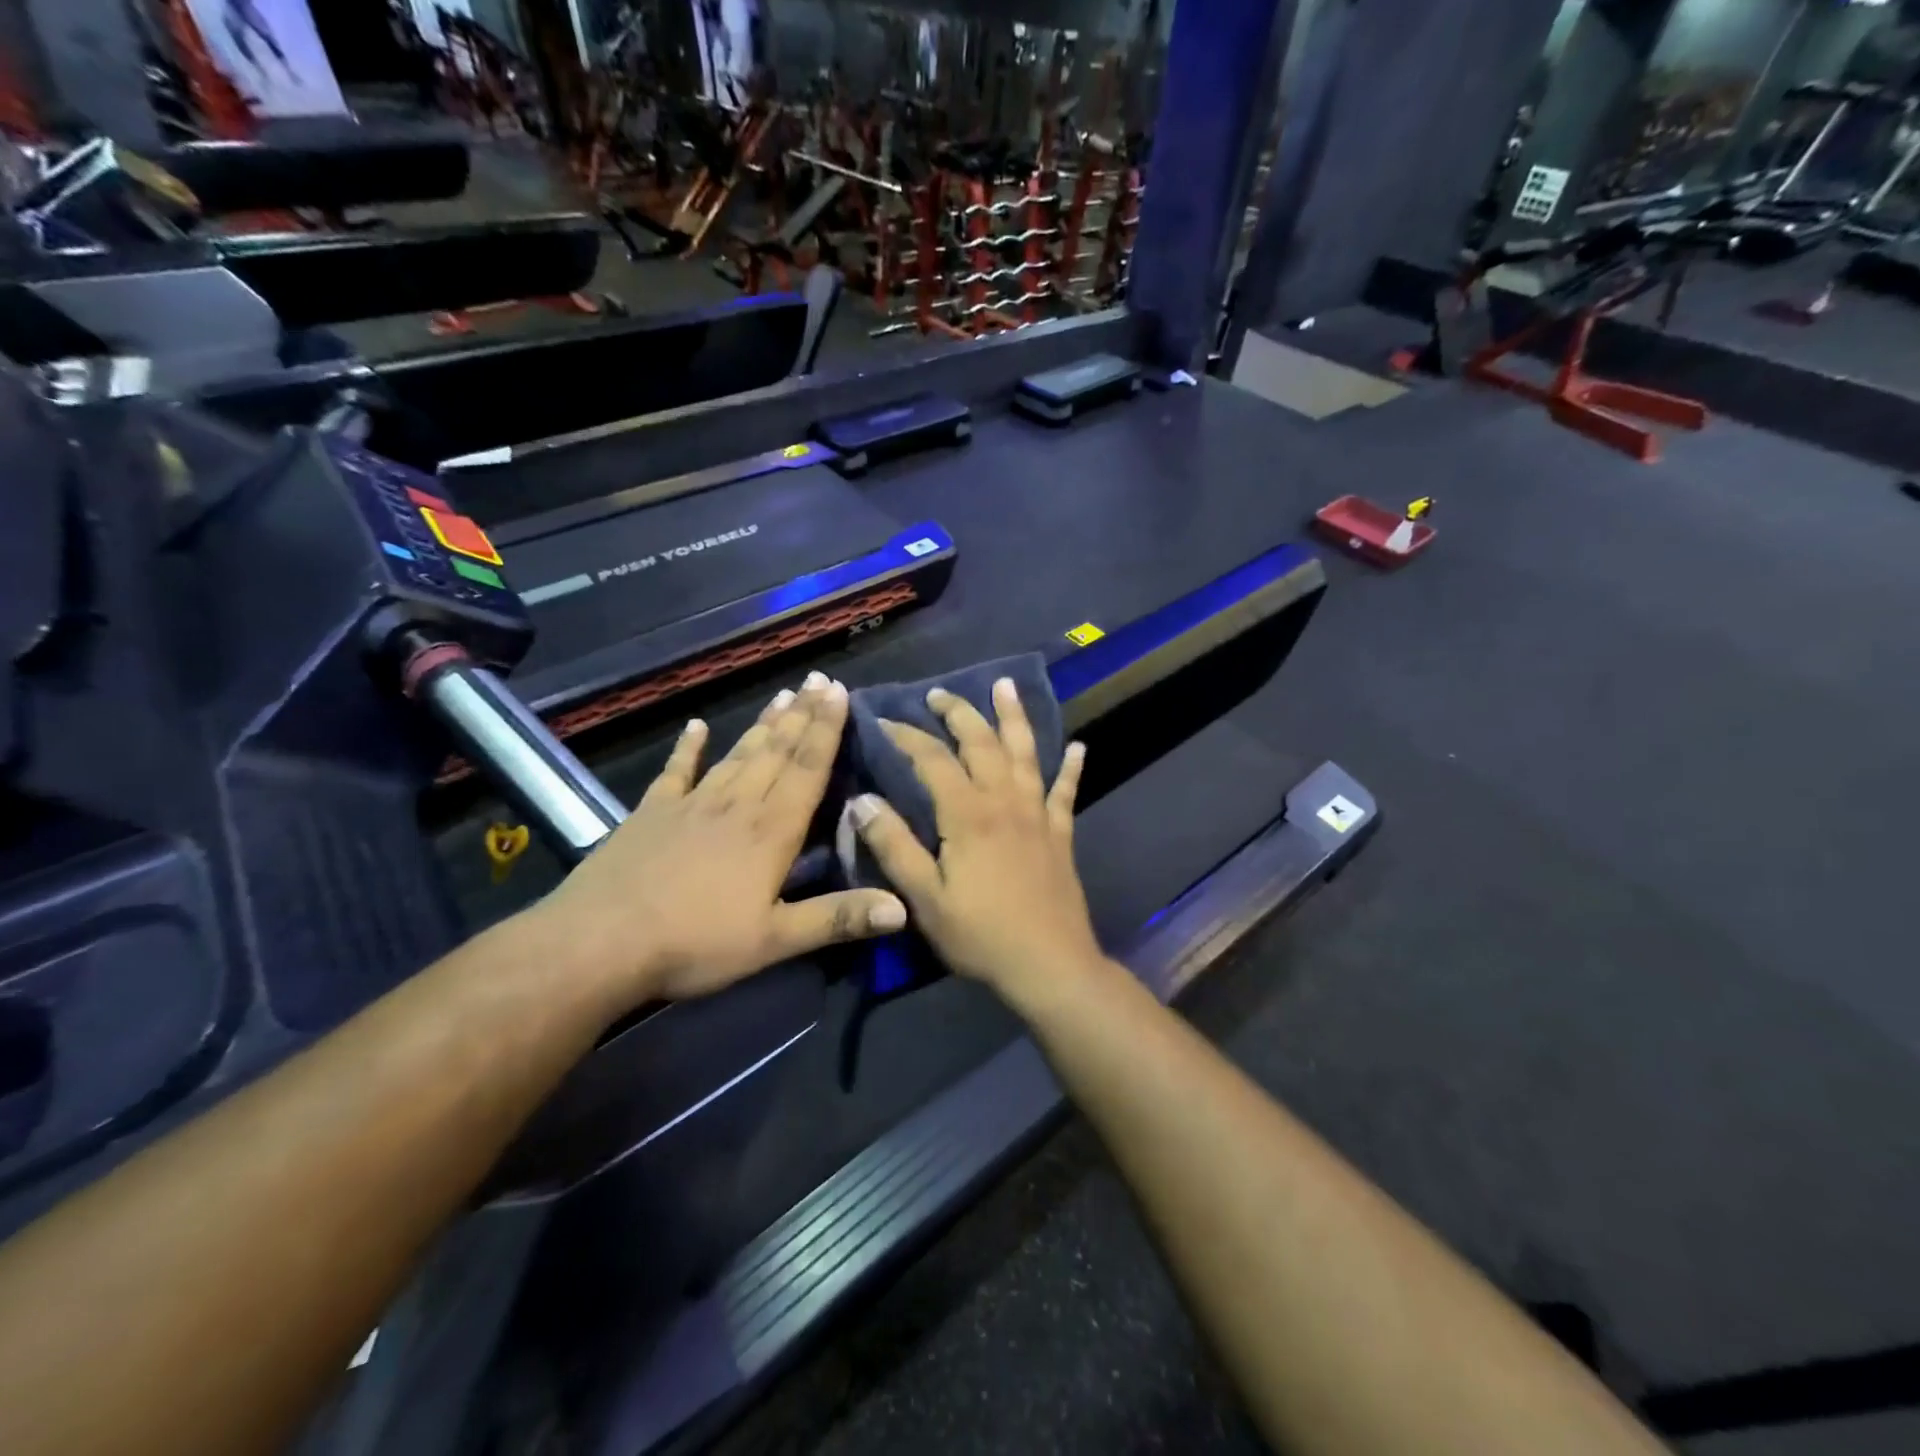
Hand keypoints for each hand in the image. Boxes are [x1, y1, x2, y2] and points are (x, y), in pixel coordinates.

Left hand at [538, 673, 906, 1007]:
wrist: (599, 943)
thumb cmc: (695, 943)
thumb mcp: (774, 940)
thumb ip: (838, 918)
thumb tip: (903, 908)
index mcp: (770, 831)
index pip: (806, 769)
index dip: (825, 729)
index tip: (839, 691)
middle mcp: (736, 805)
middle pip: (776, 752)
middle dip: (802, 715)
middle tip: (818, 680)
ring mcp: (691, 804)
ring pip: (737, 754)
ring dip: (763, 725)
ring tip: (783, 694)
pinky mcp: (652, 813)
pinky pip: (676, 771)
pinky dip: (688, 748)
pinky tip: (697, 726)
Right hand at [851, 677, 1103, 1005]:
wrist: (1049, 964)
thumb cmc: (981, 934)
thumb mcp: (925, 898)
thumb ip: (894, 846)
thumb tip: (863, 800)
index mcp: (968, 814)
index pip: (932, 758)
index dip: (907, 735)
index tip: (883, 719)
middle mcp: (1005, 801)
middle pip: (981, 743)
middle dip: (958, 713)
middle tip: (938, 694)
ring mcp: (1038, 814)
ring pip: (1025, 753)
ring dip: (1014, 717)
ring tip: (1006, 686)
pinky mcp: (1060, 833)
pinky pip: (1065, 791)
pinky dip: (1071, 767)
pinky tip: (1078, 747)